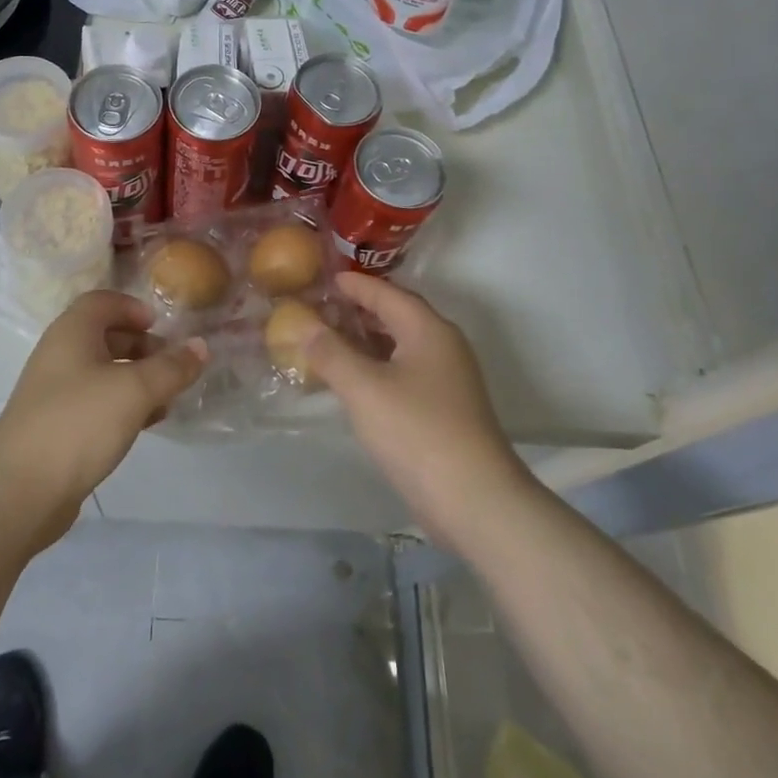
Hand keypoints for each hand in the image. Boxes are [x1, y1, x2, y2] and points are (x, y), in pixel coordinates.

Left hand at [0, 291, 204, 552]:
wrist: (18, 492)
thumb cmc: (78, 423)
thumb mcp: (134, 390)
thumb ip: (172, 367)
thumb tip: (201, 346)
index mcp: (72, 332)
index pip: (103, 301)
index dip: (134, 307)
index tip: (162, 328)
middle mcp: (60, 355)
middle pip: (105, 335)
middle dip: (142, 345)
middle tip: (173, 365)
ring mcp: (55, 392)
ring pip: (103, 372)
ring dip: (137, 378)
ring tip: (168, 398)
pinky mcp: (57, 426)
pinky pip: (96, 403)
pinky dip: (123, 405)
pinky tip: (146, 424)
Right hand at [306, 273, 534, 553]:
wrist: (475, 500)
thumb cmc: (417, 431)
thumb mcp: (364, 388)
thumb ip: (331, 353)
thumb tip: (303, 325)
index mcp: (428, 329)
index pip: (387, 293)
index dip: (355, 284)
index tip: (325, 277)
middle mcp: (442, 346)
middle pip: (396, 316)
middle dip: (358, 310)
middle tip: (320, 308)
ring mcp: (447, 379)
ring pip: (400, 346)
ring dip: (366, 340)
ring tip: (328, 340)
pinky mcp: (444, 408)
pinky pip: (404, 372)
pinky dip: (376, 367)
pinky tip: (352, 381)